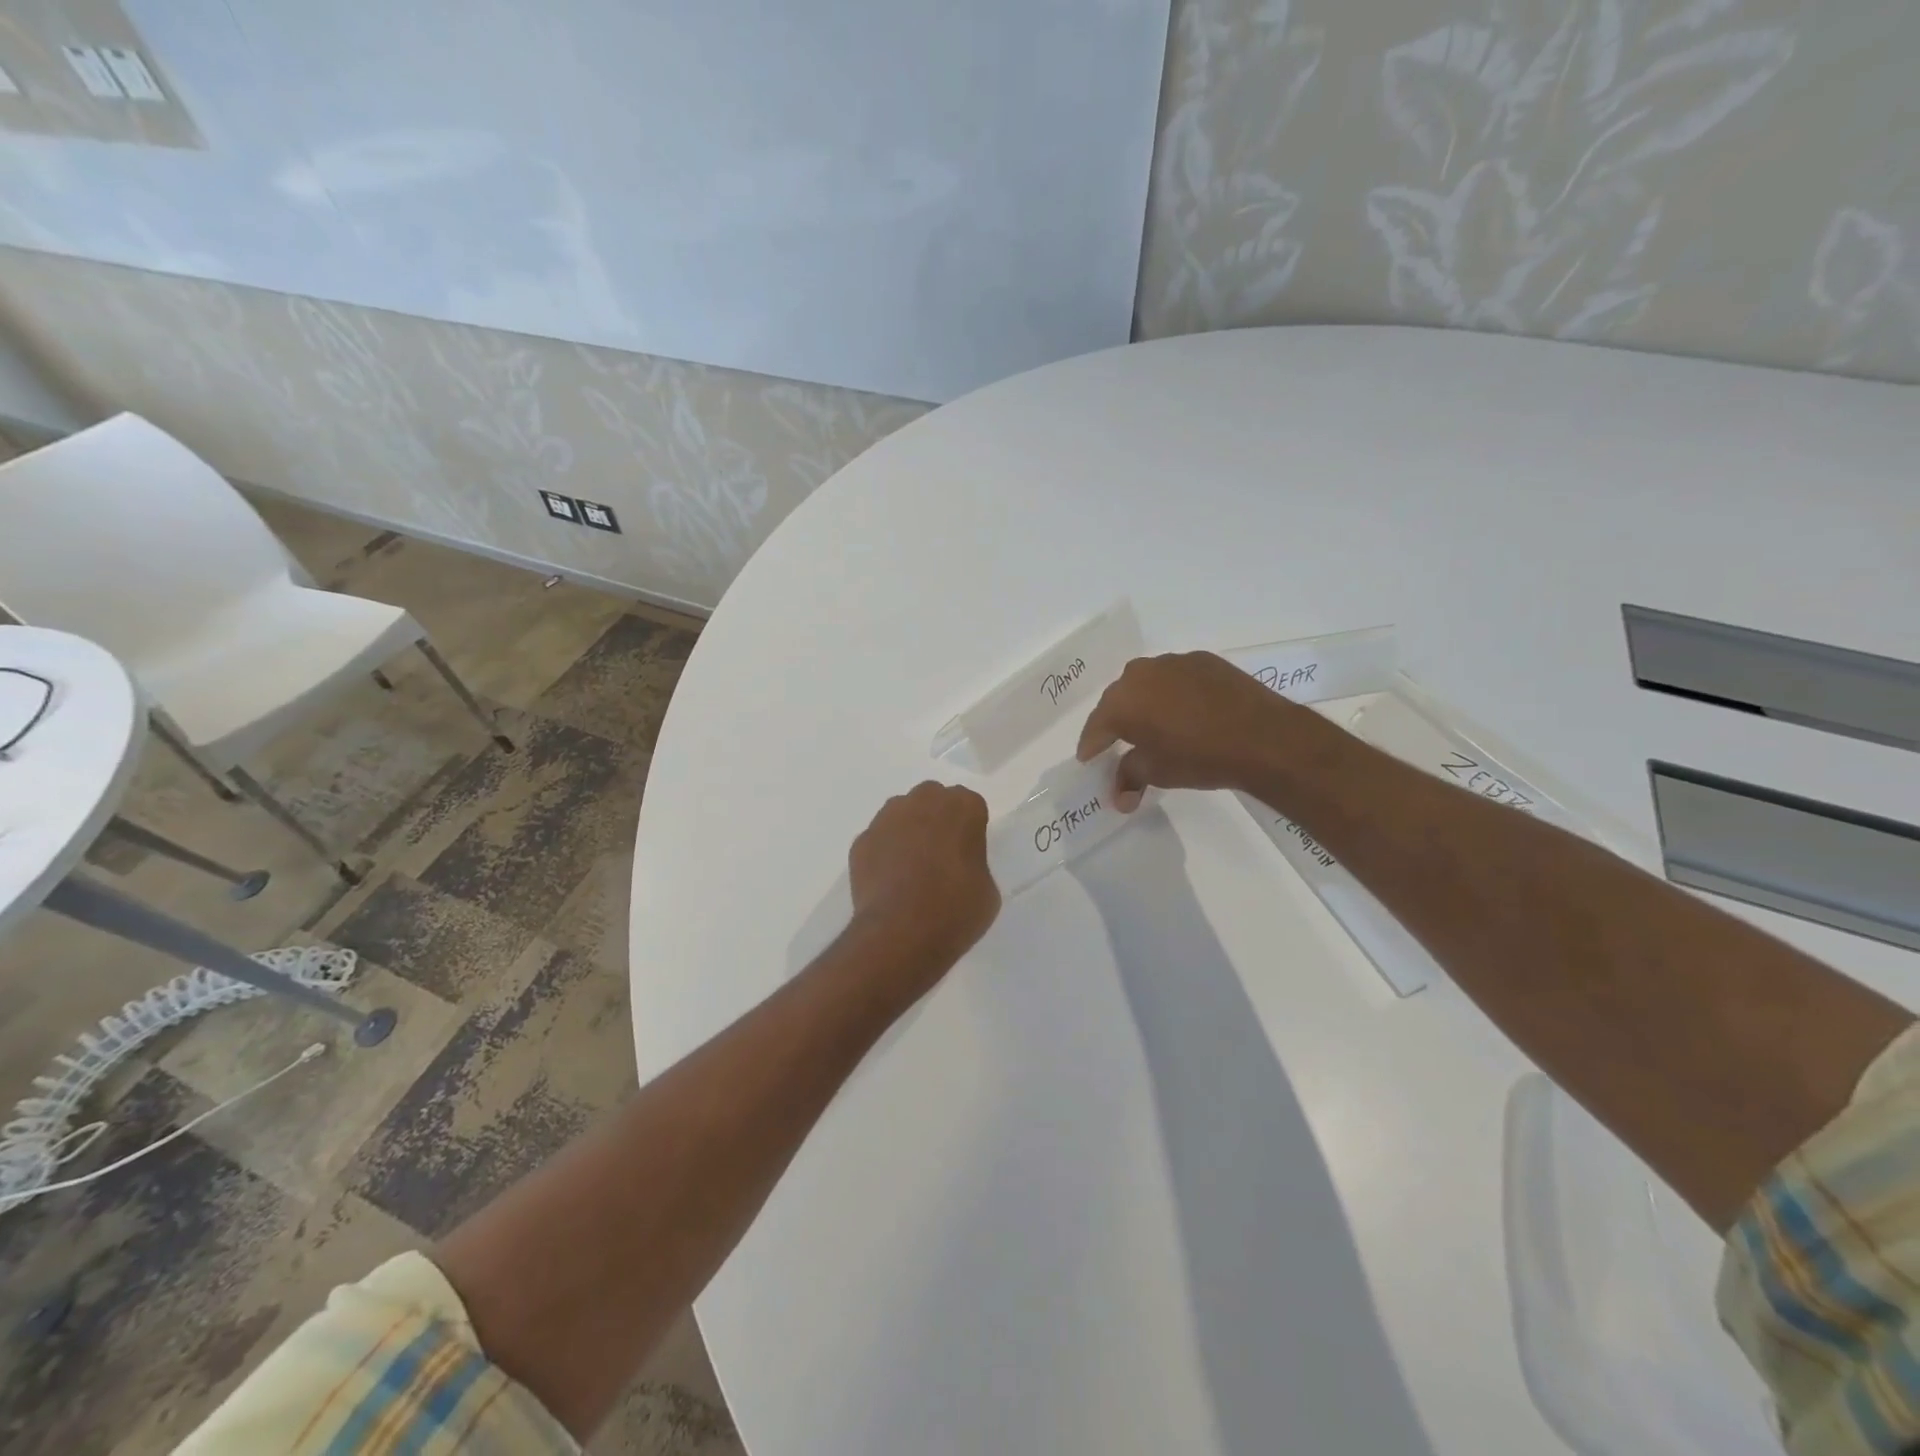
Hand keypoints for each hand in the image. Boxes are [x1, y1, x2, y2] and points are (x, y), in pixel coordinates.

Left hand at [848, 781, 999, 974]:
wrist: (900, 933)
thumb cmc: (955, 910)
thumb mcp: (987, 889)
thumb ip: (974, 863)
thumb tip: (958, 867)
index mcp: (963, 807)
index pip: (970, 805)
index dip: (969, 829)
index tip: (968, 853)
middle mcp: (923, 801)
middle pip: (932, 799)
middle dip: (937, 819)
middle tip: (941, 855)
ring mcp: (887, 818)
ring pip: (901, 813)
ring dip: (908, 831)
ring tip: (911, 868)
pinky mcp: (862, 841)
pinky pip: (878, 840)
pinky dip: (883, 853)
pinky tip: (889, 882)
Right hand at [1076, 651, 1291, 809]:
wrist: (1263, 737)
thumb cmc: (1200, 758)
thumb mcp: (1158, 772)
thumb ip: (1130, 777)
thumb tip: (1119, 797)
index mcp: (1122, 702)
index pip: (1096, 727)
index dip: (1091, 746)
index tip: (1088, 759)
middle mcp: (1140, 674)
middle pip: (1118, 700)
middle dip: (1116, 721)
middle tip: (1120, 742)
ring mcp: (1173, 662)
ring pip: (1147, 683)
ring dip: (1145, 702)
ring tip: (1155, 724)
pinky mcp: (1202, 660)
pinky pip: (1175, 677)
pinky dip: (1173, 693)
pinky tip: (1186, 711)